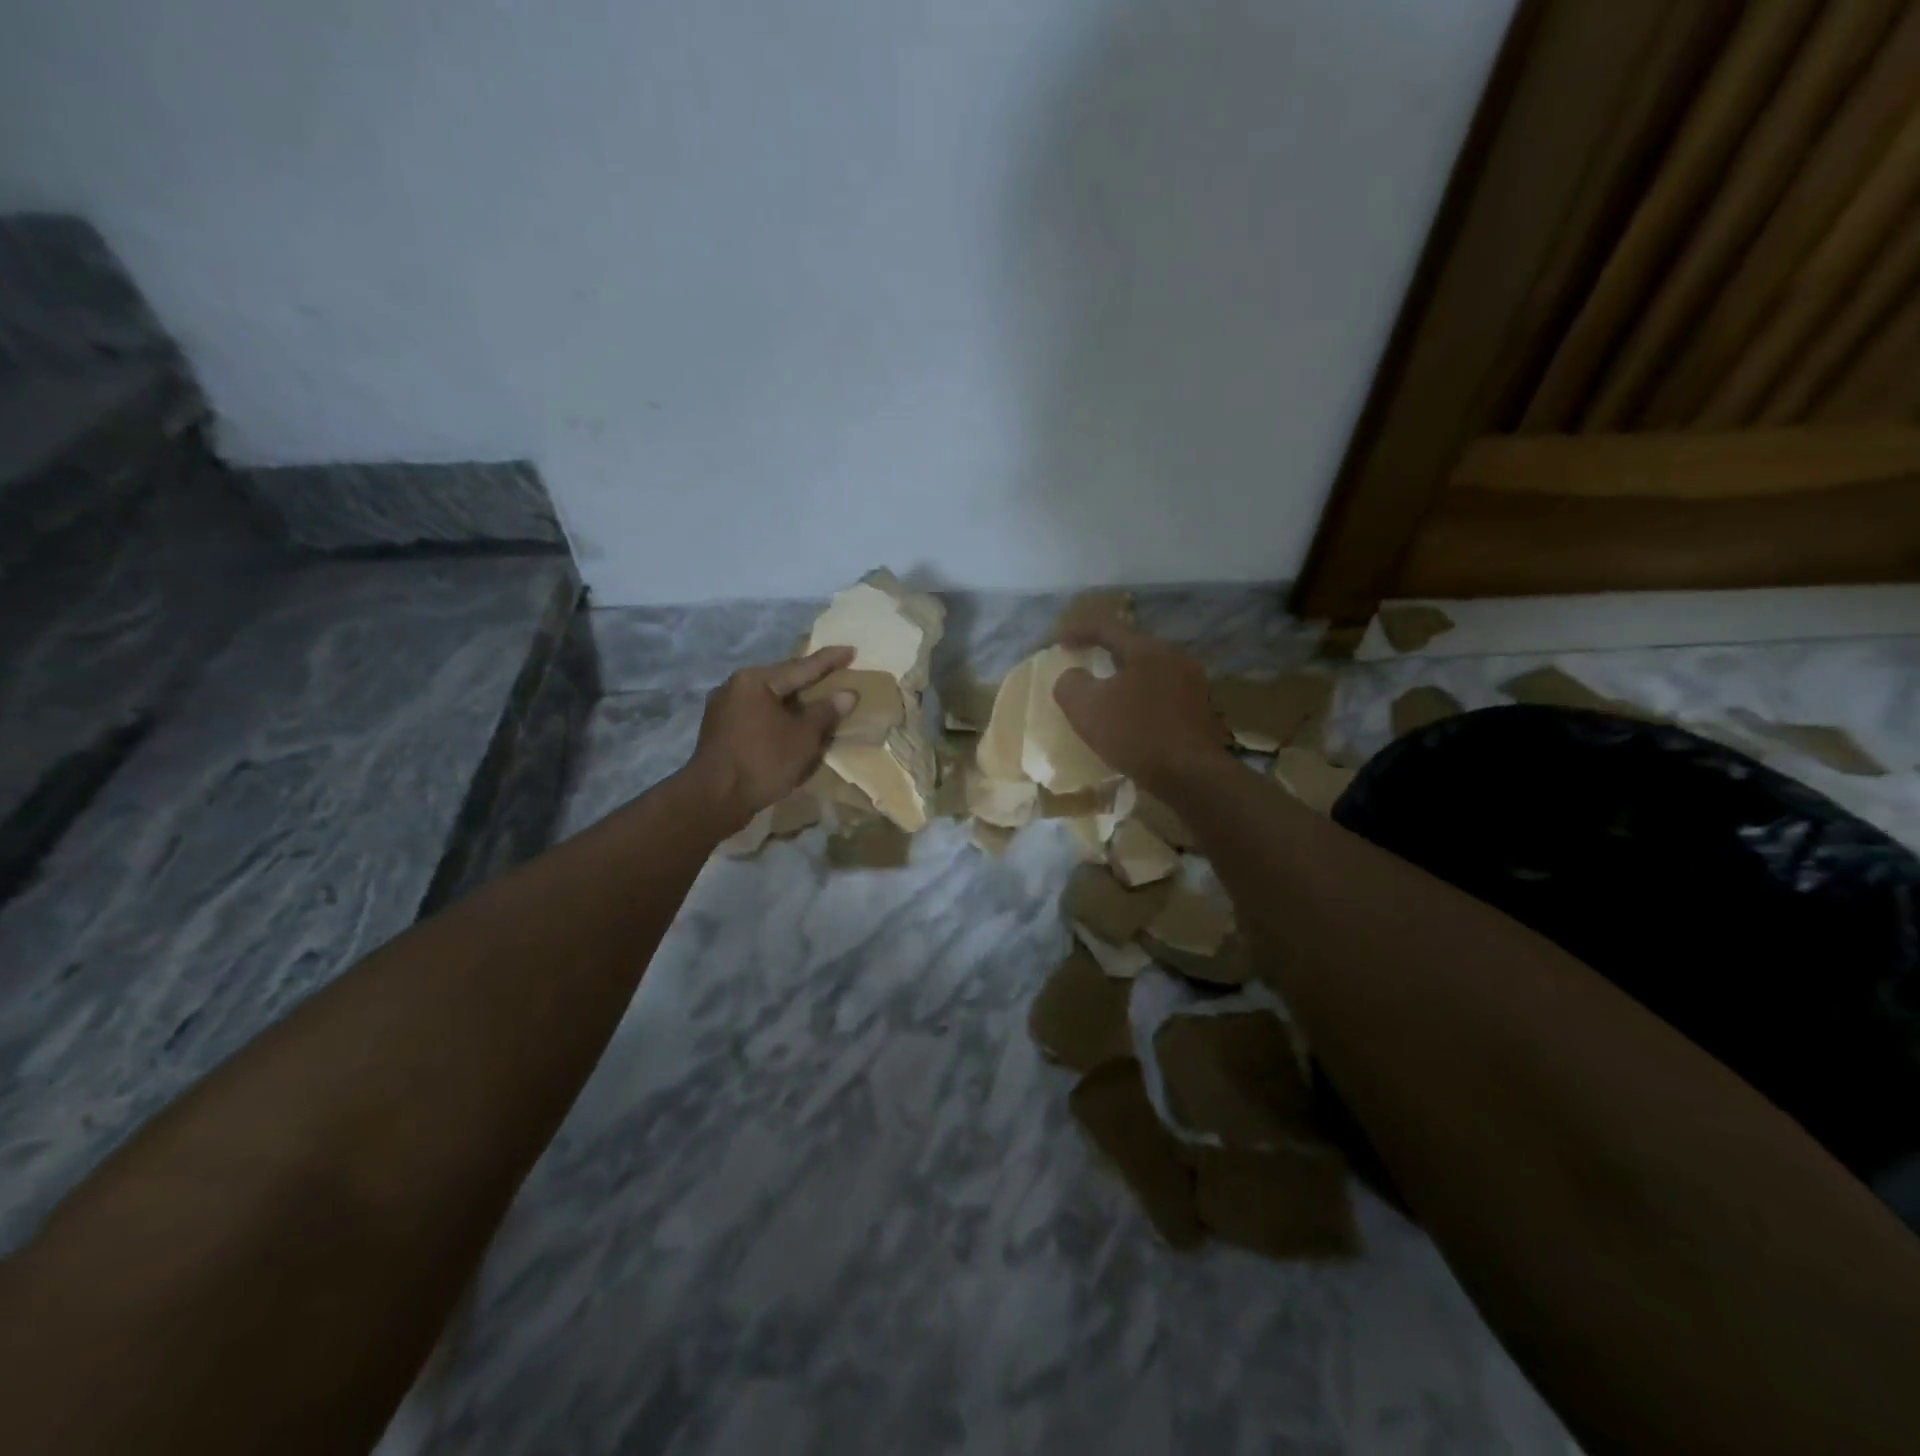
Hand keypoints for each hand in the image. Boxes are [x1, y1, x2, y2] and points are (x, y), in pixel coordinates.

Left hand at [685, 647, 855, 829]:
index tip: (851, 651)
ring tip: (816, 700)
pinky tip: (790, 724)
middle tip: (835, 673)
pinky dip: (777, 717)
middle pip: (781, 680)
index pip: (801, 667)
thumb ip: (826, 712)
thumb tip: (847, 694)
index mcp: (755, 680)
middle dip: (809, 680)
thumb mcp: (803, 736)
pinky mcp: (719, 730)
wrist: (714, 798)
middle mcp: (734, 686)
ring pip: (768, 699)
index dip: (829, 660)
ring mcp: (723, 708)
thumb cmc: (762, 760)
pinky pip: (757, 714)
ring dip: (793, 702)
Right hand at [1053, 623, 1226, 792]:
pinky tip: (1132, 715)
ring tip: (1107, 692)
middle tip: (1085, 662)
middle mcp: (1174, 657)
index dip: (1079, 631)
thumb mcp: (1086, 709)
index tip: (1059, 641)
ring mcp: (1193, 683)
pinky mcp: (1201, 708)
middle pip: (1132, 648)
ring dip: (1125, 678)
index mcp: (1147, 650)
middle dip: (1105, 653)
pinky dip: (1142, 697)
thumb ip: (1070, 684)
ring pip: (1149, 671)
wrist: (1191, 775)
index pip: (1107, 628)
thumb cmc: (1135, 734)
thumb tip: (1073, 676)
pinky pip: (1163, 692)